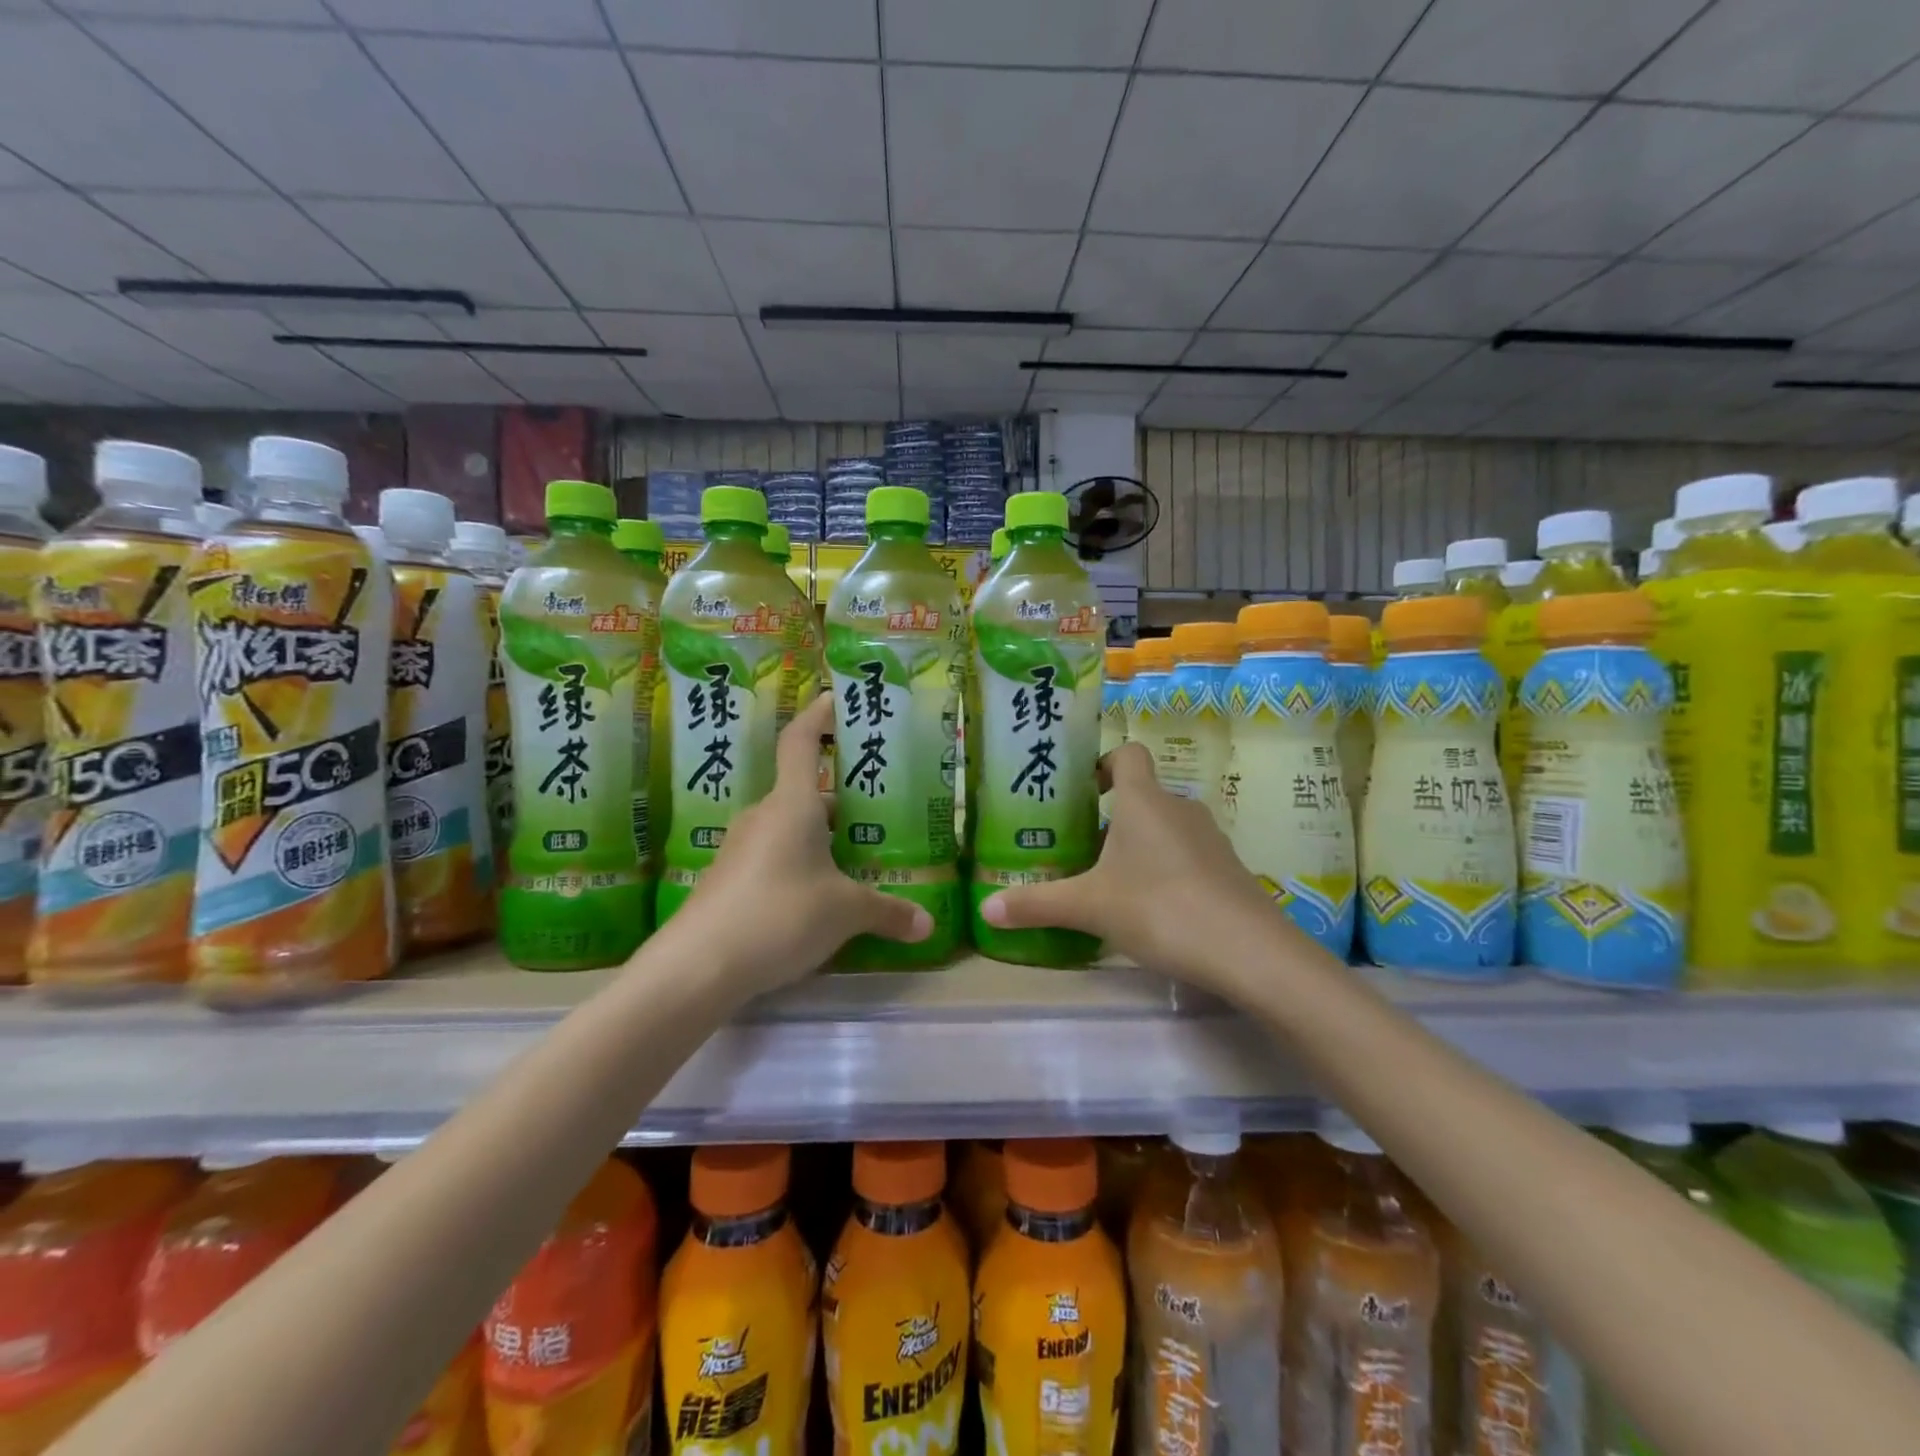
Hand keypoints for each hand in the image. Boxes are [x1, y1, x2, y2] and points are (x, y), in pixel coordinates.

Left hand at [664, 693, 931, 997]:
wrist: (696, 967)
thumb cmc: (780, 914)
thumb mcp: (845, 912)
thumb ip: (888, 912)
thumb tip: (928, 924)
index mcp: (792, 805)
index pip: (800, 742)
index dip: (818, 716)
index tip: (834, 699)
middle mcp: (763, 817)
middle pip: (803, 793)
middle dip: (839, 800)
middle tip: (877, 811)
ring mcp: (740, 849)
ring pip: (789, 829)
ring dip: (820, 838)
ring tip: (857, 858)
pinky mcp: (728, 882)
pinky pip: (773, 859)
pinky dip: (799, 866)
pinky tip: (819, 898)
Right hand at [980, 742, 1297, 990]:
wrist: (1250, 952)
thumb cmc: (1159, 908)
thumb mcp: (1089, 907)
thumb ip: (1037, 904)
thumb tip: (984, 909)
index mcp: (1144, 800)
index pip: (1127, 754)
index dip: (1104, 763)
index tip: (1081, 791)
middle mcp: (1179, 808)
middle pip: (1142, 795)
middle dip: (1111, 816)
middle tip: (1079, 846)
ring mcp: (1210, 839)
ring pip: (1165, 827)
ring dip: (1138, 845)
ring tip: (1110, 880)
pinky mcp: (1228, 870)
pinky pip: (1187, 855)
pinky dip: (1166, 869)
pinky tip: (1151, 908)